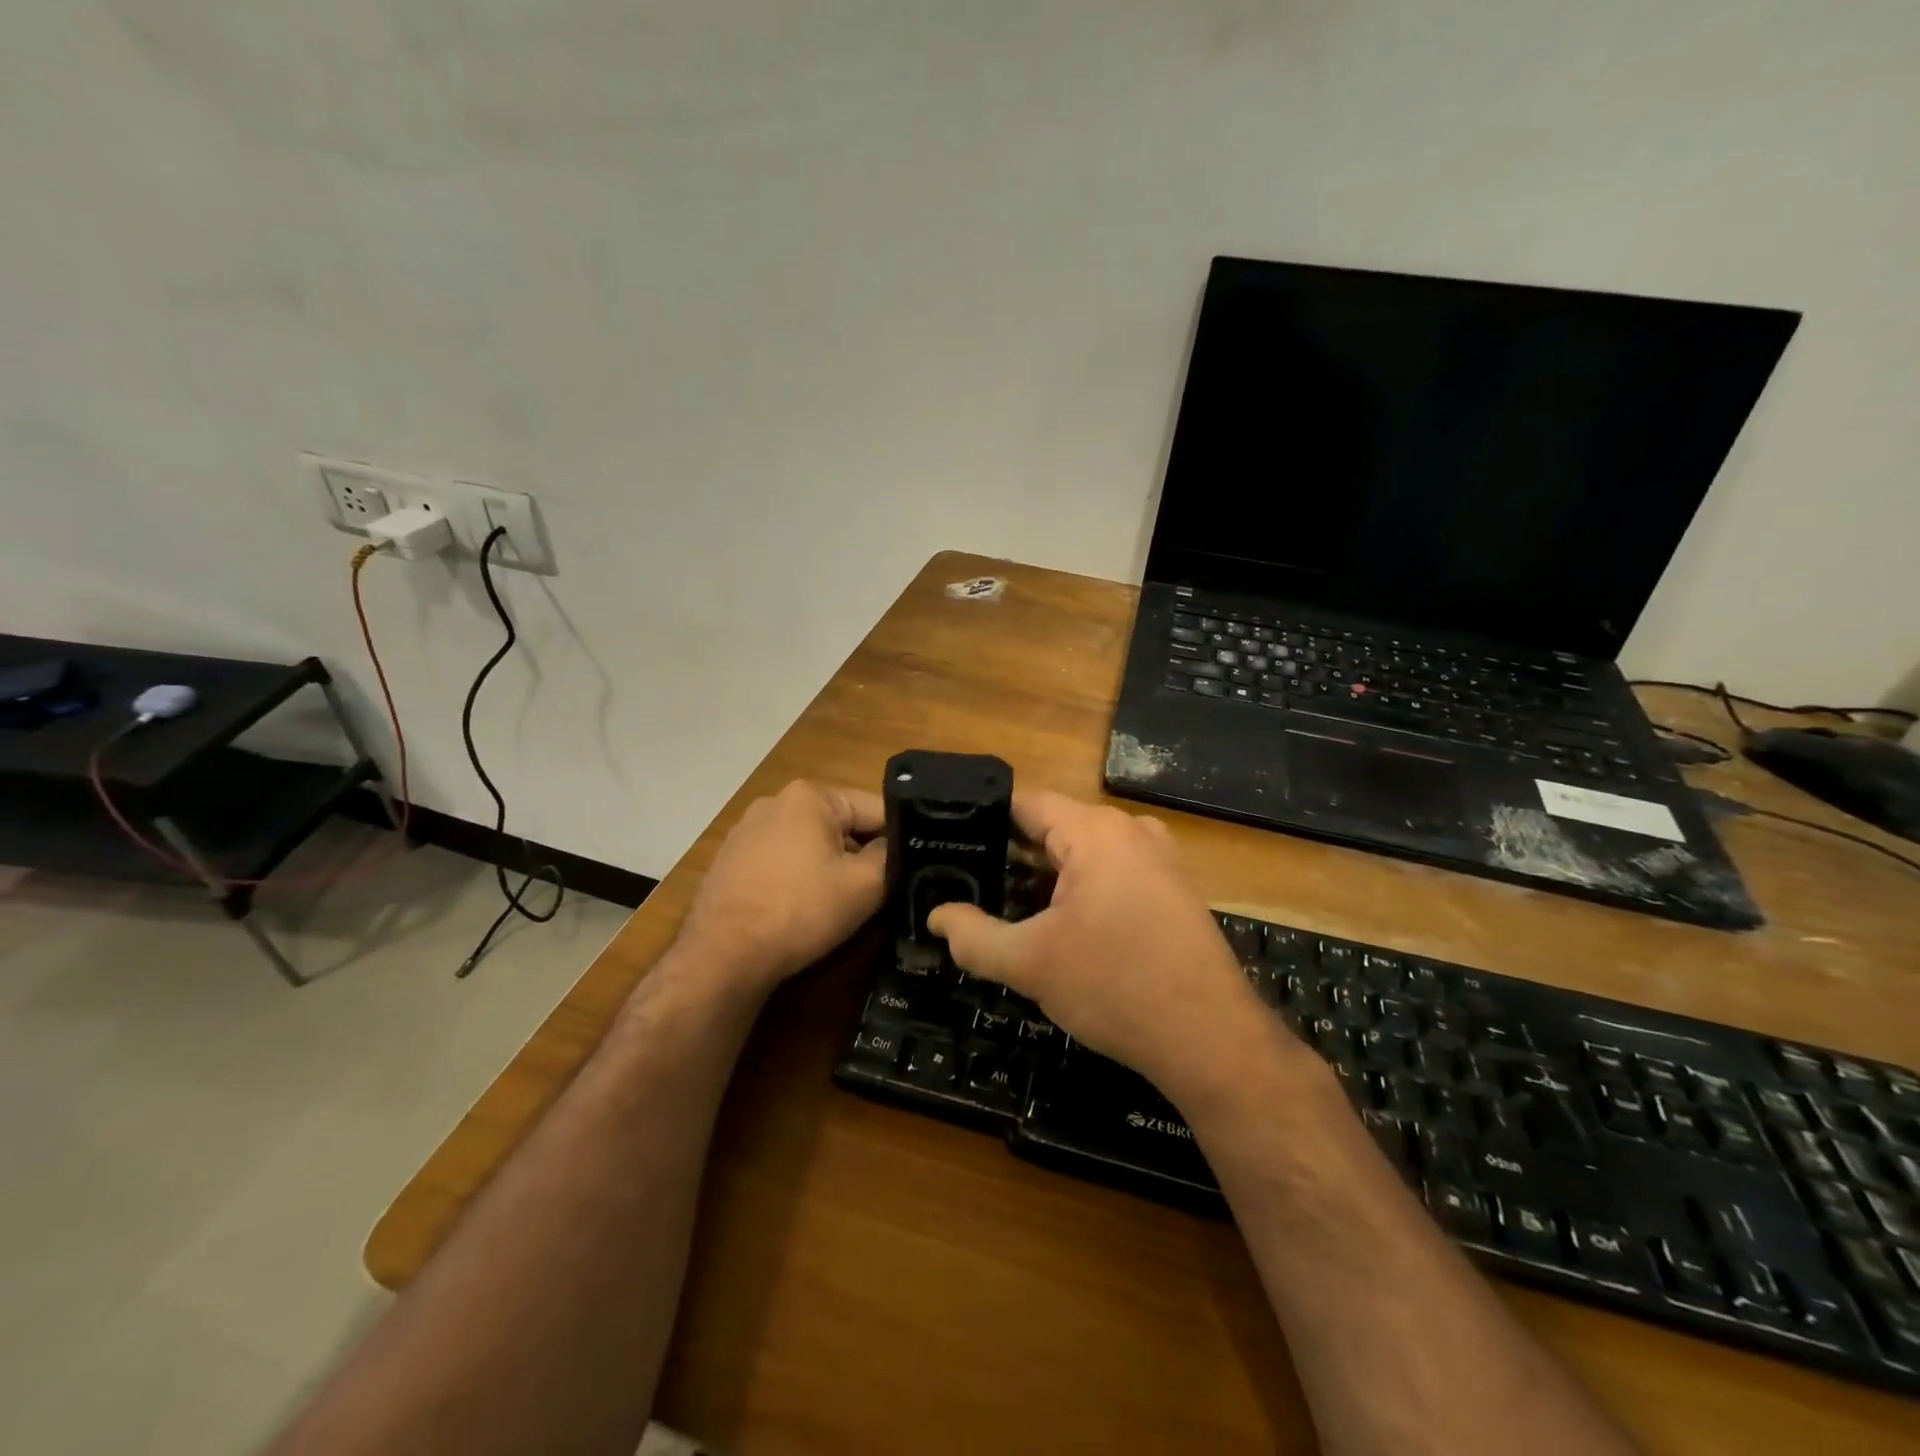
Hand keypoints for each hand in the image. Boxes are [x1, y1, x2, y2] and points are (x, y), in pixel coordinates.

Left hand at [678, 780, 886, 994]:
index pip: (876, 809)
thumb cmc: (800, 911)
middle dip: (860, 853)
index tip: (909, 868)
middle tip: (876, 890)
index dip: (899, 839)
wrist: (722, 957)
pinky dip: (798, 876)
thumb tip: (897, 845)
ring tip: (837, 902)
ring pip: (811, 842)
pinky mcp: (731, 858)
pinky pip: (782, 859)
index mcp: (811, 795)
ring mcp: (748, 829)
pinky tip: (800, 907)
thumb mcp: (864, 885)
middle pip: (841, 823)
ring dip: (830, 865)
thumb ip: (891, 855)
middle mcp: (776, 800)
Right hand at [929, 791, 1296, 1105]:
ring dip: (1045, 876)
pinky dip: (1079, 889)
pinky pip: (1111, 873)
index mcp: (1095, 831)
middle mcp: (1130, 830)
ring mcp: (1157, 858)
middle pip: (1053, 827)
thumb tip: (937, 916)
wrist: (1211, 1039)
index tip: (947, 842)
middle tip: (967, 883)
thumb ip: (973, 937)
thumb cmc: (1115, 988)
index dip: (982, 819)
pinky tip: (1058, 925)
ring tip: (1003, 905)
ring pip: (1082, 853)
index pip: (1025, 803)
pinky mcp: (1172, 889)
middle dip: (1011, 854)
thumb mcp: (1031, 964)